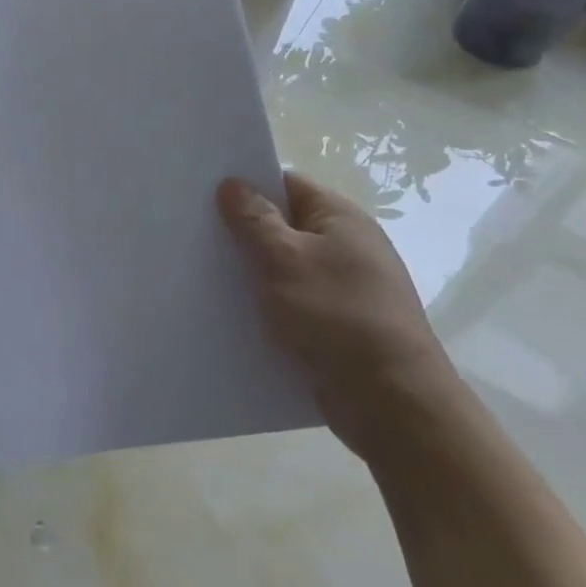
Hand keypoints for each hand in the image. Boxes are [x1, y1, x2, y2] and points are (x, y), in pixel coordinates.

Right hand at [218, 172, 460, 456]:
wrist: (391, 403)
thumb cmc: (336, 317)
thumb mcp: (285, 260)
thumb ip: (255, 220)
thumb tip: (233, 183)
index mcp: (340, 219)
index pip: (286, 184)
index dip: (246, 185)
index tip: (203, 193)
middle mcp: (346, 247)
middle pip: (283, 226)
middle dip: (242, 231)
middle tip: (194, 235)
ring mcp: (344, 288)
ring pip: (284, 267)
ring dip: (251, 272)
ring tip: (203, 274)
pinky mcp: (337, 325)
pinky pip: (292, 302)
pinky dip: (266, 304)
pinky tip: (233, 313)